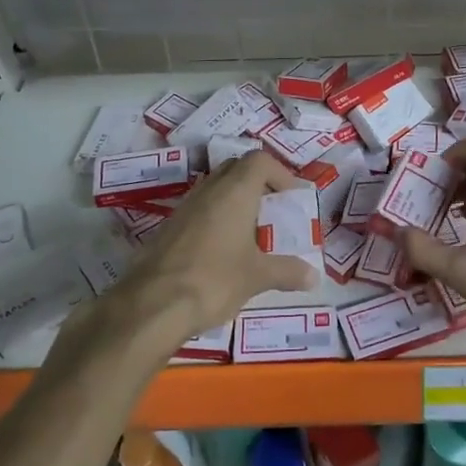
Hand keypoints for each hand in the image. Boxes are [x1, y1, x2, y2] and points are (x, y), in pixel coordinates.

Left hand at [112, 150, 319, 341]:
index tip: (291, 197)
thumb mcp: (257, 277)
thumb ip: (287, 271)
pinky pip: (198, 210)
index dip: (279, 173)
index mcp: (235, 192)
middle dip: (257, 183)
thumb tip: (313, 276)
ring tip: (250, 231)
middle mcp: (209, 190)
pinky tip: (222, 249)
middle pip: (235, 169)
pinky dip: (215, 218)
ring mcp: (184, 207)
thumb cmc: (214, 280)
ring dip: (234, 201)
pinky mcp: (168, 228)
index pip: (259, 161)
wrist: (152, 304)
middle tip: (272, 209)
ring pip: (214, 188)